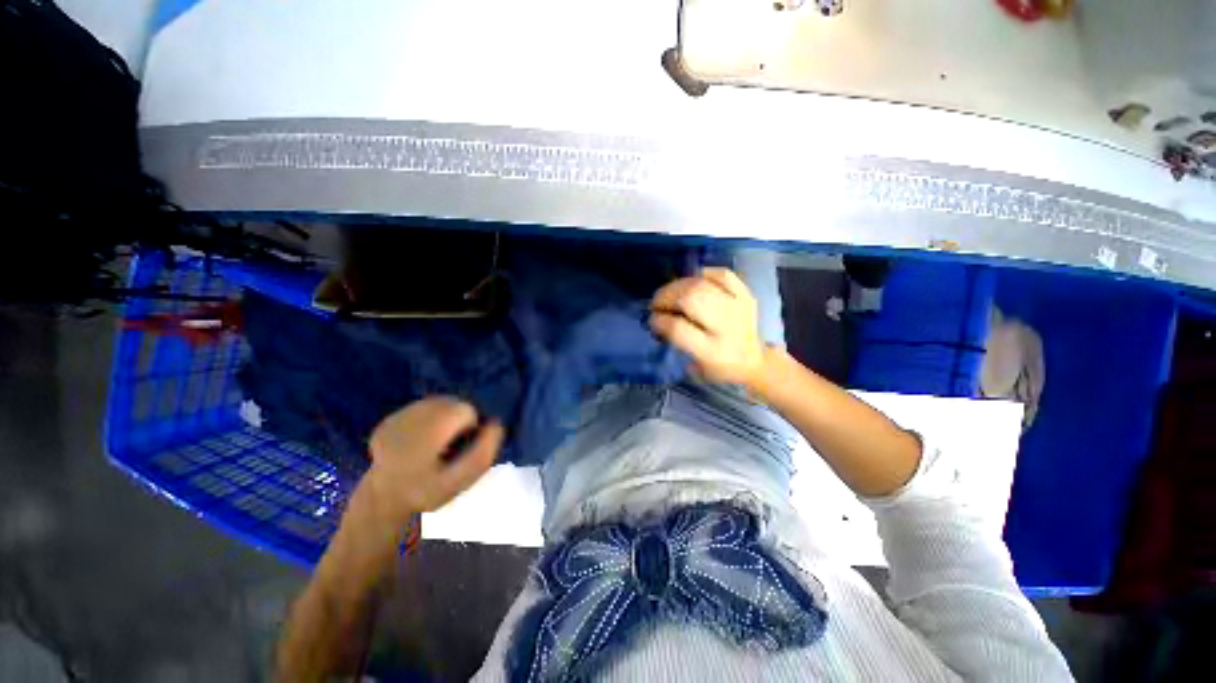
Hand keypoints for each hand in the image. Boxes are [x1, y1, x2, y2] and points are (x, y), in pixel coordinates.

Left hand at [363, 397, 503, 525]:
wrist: (384, 503)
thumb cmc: (428, 491)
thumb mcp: (462, 480)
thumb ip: (483, 452)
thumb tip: (495, 424)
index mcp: (429, 430)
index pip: (466, 410)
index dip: (470, 428)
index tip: (459, 449)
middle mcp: (411, 417)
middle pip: (452, 403)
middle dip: (457, 421)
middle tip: (449, 447)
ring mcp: (396, 417)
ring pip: (437, 404)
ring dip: (443, 419)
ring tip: (435, 444)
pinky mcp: (388, 420)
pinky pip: (420, 409)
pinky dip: (426, 422)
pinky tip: (419, 443)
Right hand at [649, 268, 767, 387]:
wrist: (755, 362)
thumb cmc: (721, 369)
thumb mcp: (696, 369)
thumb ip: (677, 344)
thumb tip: (658, 320)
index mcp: (712, 351)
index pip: (679, 329)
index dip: (660, 320)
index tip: (652, 319)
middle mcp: (727, 327)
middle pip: (691, 299)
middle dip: (666, 297)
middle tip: (657, 303)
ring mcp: (738, 307)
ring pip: (702, 284)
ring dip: (678, 285)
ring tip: (669, 293)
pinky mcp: (746, 295)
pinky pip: (722, 274)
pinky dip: (703, 274)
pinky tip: (692, 281)